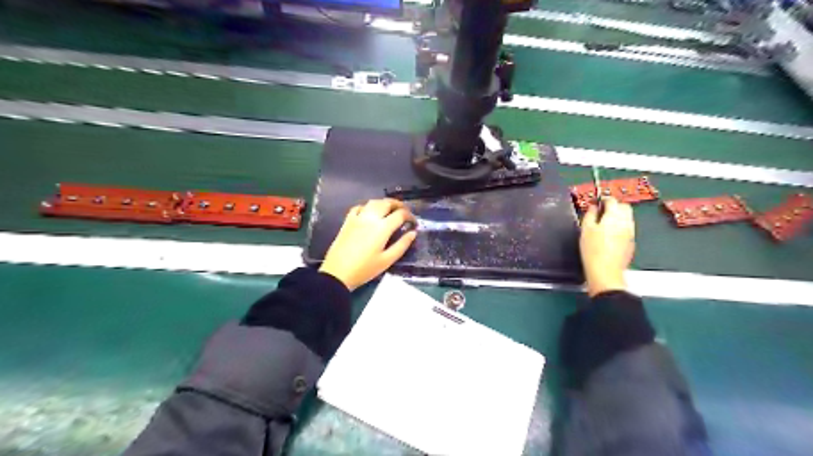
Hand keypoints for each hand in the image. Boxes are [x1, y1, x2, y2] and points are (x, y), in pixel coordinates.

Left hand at [320, 199, 415, 291]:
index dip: (410, 216)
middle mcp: (370, 218)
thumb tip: (413, 233)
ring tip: (390, 210)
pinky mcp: (347, 221)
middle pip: (387, 203)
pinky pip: (358, 207)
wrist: (337, 273)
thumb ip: (402, 245)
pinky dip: (368, 206)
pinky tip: (370, 212)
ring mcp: (357, 218)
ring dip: (384, 203)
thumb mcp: (387, 260)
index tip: (414, 223)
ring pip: (373, 202)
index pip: (400, 214)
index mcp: (382, 228)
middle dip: (398, 205)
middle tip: (404, 212)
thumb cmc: (365, 269)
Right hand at [578, 197, 634, 296]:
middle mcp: (626, 221)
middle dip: (614, 205)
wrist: (606, 272)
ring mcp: (631, 232)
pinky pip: (628, 227)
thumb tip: (594, 206)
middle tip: (602, 211)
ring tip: (605, 223)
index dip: (603, 199)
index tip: (596, 203)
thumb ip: (590, 215)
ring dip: (619, 215)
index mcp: (614, 216)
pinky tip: (611, 234)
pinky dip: (621, 225)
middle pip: (624, 206)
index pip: (612, 200)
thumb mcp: (585, 230)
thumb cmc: (592, 250)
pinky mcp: (632, 242)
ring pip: (628, 217)